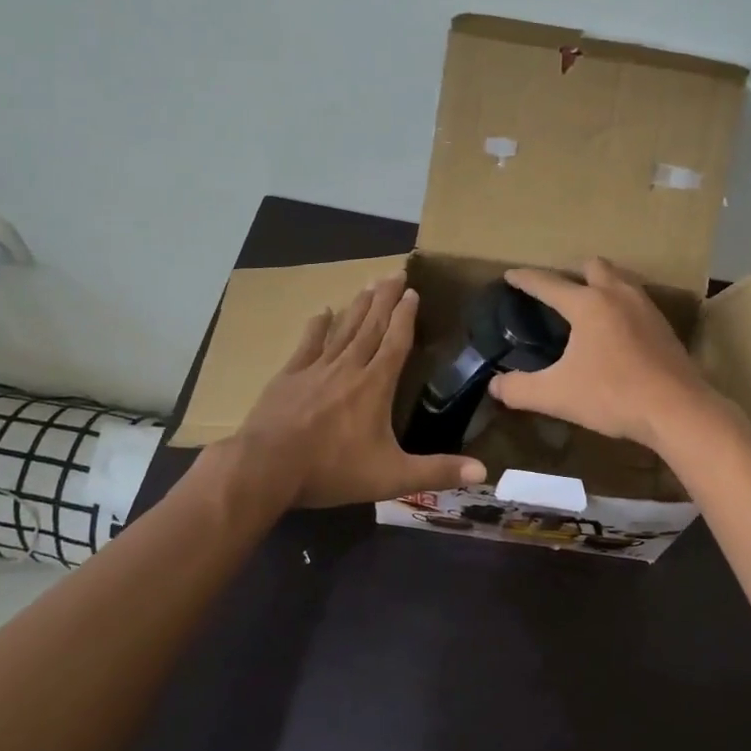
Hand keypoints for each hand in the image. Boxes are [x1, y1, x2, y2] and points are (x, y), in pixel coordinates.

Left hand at [234, 273, 486, 507]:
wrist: (266, 468)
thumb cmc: (332, 470)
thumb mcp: (392, 477)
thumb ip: (437, 472)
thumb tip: (484, 471)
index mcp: (375, 386)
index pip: (396, 342)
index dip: (406, 316)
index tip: (413, 292)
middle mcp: (348, 368)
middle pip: (371, 326)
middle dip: (385, 299)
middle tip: (395, 273)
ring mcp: (315, 369)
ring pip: (343, 329)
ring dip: (358, 306)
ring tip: (368, 284)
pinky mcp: (288, 377)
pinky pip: (307, 344)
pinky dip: (317, 327)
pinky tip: (322, 312)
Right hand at [489, 258, 714, 449]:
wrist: (677, 410)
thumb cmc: (612, 396)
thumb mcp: (556, 395)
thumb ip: (519, 389)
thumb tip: (494, 385)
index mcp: (588, 304)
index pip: (548, 284)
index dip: (525, 279)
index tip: (510, 275)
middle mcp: (618, 295)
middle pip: (593, 266)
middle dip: (572, 273)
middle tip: (557, 292)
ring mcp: (645, 308)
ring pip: (619, 280)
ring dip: (600, 284)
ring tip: (586, 306)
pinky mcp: (664, 326)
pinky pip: (636, 300)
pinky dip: (620, 304)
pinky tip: (616, 330)